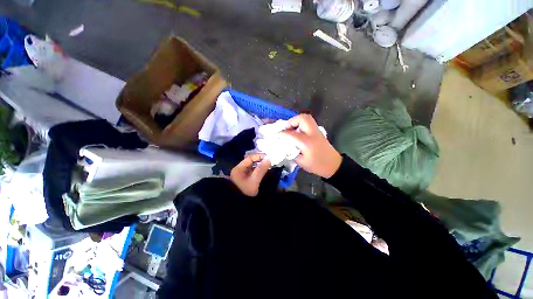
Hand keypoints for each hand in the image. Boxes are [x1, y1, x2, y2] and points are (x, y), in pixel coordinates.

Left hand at [230, 154, 270, 196]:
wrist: (239, 206)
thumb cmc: (246, 192)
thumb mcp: (254, 181)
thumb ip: (261, 169)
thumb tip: (269, 159)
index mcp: (238, 169)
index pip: (250, 158)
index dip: (259, 157)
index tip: (268, 158)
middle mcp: (239, 170)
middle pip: (251, 162)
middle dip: (260, 161)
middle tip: (270, 162)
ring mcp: (241, 175)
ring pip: (252, 167)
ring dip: (260, 166)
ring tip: (268, 166)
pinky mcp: (244, 179)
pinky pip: (252, 172)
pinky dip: (258, 170)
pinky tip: (264, 171)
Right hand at [280, 114, 341, 177]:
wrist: (334, 165)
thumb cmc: (317, 165)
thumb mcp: (301, 162)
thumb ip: (291, 152)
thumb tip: (285, 145)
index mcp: (306, 142)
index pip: (291, 134)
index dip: (282, 134)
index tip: (277, 136)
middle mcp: (312, 133)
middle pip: (302, 118)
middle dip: (292, 121)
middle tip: (286, 129)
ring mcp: (316, 131)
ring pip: (306, 118)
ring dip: (297, 121)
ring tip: (292, 130)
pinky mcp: (318, 132)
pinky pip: (308, 122)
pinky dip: (301, 124)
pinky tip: (298, 132)